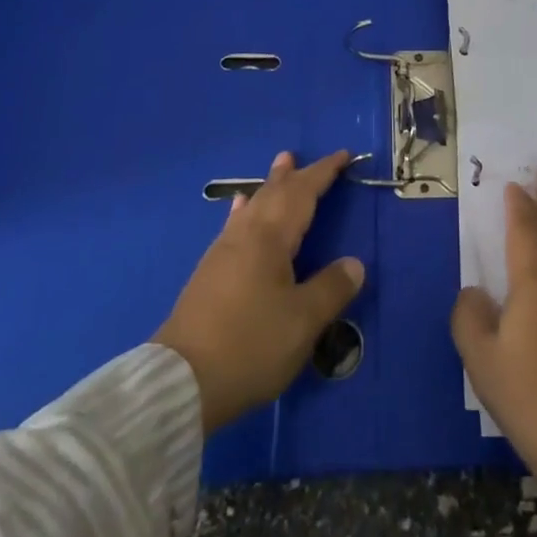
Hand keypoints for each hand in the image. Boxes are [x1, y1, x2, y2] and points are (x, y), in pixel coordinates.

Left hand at [154, 149, 365, 433]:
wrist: (181, 381)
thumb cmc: (250, 345)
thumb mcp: (302, 322)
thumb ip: (331, 289)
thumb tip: (355, 263)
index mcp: (271, 237)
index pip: (303, 193)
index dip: (323, 173)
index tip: (343, 156)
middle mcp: (246, 234)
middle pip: (274, 193)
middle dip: (294, 175)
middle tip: (304, 156)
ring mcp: (223, 252)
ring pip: (253, 205)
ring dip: (270, 186)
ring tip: (279, 167)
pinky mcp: (210, 273)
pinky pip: (235, 224)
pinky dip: (245, 209)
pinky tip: (239, 208)